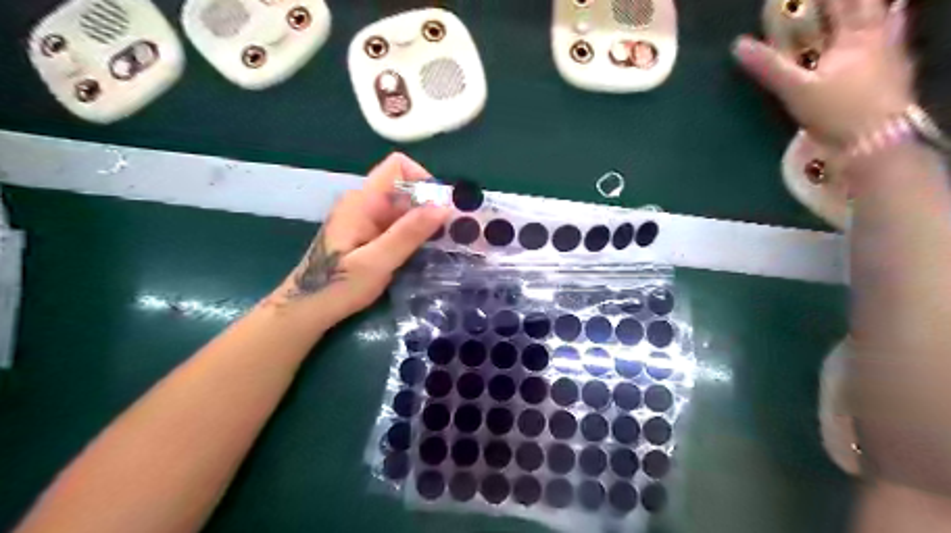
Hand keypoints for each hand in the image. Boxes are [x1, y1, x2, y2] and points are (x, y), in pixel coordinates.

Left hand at [271, 152, 450, 322]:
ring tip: (442, 245)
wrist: (306, 310)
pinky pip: (398, 224)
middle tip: (451, 233)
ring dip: (424, 222)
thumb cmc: (337, 287)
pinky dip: (414, 234)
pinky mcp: (368, 234)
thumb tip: (443, 206)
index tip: (440, 209)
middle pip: (405, 187)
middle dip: (430, 205)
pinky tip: (423, 253)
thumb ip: (408, 233)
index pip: (398, 166)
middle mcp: (364, 202)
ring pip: (404, 207)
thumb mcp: (377, 262)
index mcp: (362, 201)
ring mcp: (365, 218)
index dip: (423, 179)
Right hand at [735, 1, 912, 146]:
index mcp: (854, 34)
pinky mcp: (897, 71)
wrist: (876, 141)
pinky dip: (893, 26)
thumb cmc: (836, 111)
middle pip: (864, 6)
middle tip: (830, 2)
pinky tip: (893, 24)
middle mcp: (877, 36)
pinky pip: (896, 37)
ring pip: (886, 18)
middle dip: (846, 2)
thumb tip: (737, 45)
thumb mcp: (796, 90)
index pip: (839, 2)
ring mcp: (891, 52)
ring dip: (874, 9)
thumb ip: (768, 66)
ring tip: (868, 4)